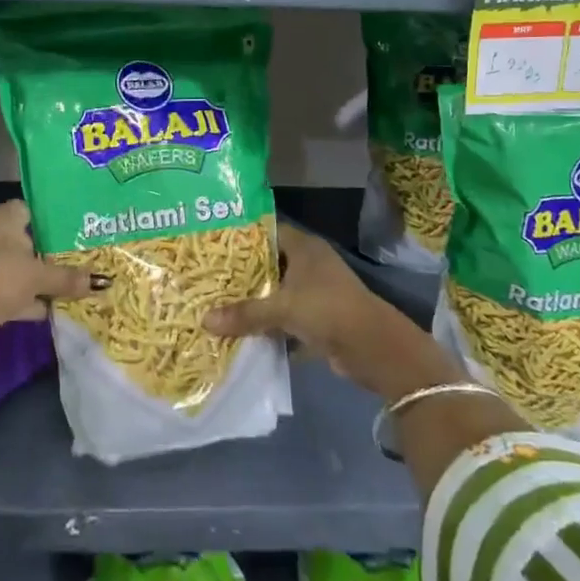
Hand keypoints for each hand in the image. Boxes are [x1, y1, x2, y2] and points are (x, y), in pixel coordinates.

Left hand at [0, 202, 96, 412]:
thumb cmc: (1, 277)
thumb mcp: (40, 276)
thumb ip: (67, 277)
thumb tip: (98, 282)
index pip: (26, 209)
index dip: (48, 220)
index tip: (71, 231)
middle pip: (21, 240)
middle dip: (43, 253)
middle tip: (73, 260)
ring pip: (13, 268)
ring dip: (34, 280)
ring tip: (65, 287)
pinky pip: (6, 290)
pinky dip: (23, 300)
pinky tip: (47, 310)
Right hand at [204, 221, 465, 400]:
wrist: (375, 349)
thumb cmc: (328, 310)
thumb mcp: (283, 308)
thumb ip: (245, 313)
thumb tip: (203, 320)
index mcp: (304, 247)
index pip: (266, 231)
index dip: (241, 236)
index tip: (212, 242)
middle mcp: (309, 264)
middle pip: (268, 263)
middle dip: (241, 273)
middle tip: (207, 275)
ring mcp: (314, 292)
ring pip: (275, 292)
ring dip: (253, 301)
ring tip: (216, 302)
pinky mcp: (316, 319)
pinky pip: (284, 317)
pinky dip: (267, 325)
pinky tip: (240, 331)